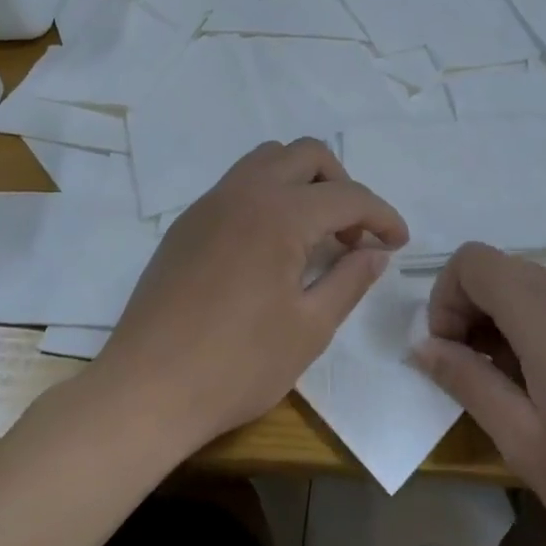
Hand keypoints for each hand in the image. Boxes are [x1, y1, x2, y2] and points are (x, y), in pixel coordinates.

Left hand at [101, 139, 408, 446]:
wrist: (146, 390)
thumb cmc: (237, 365)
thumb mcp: (310, 328)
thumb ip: (350, 280)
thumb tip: (375, 252)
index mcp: (279, 214)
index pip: (347, 196)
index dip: (382, 215)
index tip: (399, 243)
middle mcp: (243, 193)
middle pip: (306, 155)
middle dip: (342, 185)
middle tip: (353, 234)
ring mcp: (208, 205)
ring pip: (266, 160)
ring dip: (302, 183)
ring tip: (315, 234)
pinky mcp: (186, 225)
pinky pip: (237, 186)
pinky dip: (268, 197)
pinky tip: (271, 247)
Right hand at [413, 244, 545, 545]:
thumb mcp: (525, 443)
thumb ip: (468, 382)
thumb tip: (426, 347)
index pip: (472, 262)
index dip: (445, 300)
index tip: (451, 357)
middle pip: (505, 273)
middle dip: (474, 315)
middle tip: (479, 382)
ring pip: (540, 291)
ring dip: (511, 327)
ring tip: (524, 396)